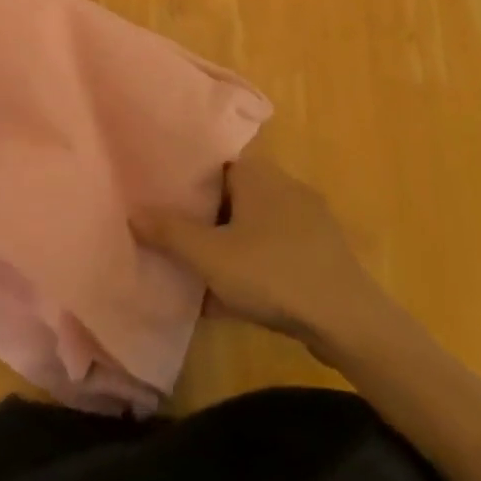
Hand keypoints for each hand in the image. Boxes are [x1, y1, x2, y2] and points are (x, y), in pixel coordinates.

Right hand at [133, 154, 388, 357]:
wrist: (346, 319)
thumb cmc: (273, 273)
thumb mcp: (211, 256)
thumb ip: (170, 233)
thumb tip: (134, 211)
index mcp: (258, 174)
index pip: (215, 161)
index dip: (188, 178)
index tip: (164, 196)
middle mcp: (284, 185)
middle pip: (233, 194)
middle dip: (206, 217)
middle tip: (176, 237)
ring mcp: (307, 219)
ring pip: (254, 225)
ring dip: (230, 245)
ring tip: (200, 270)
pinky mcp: (320, 251)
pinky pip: (275, 249)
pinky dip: (254, 265)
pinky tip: (236, 297)